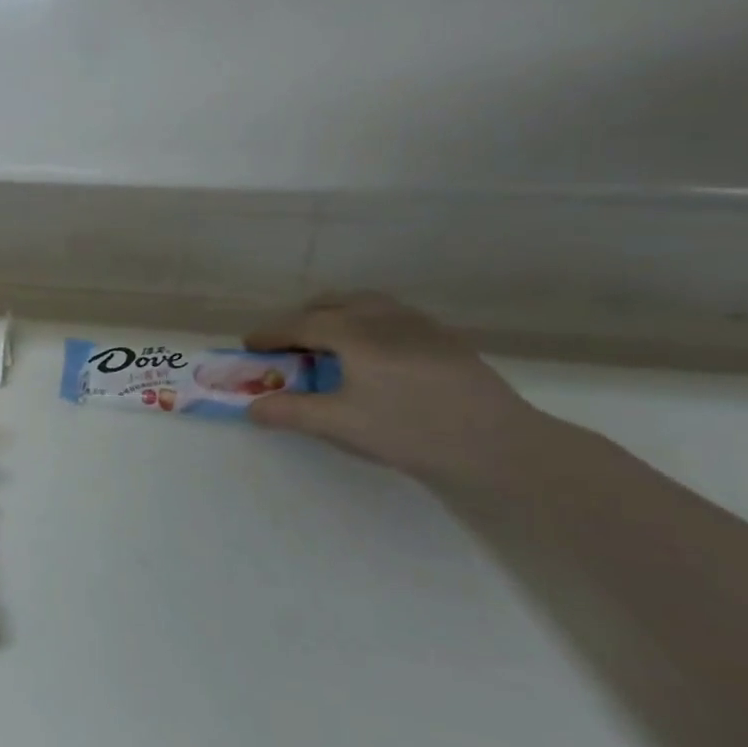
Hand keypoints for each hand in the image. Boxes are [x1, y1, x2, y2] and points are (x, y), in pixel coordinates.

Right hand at [245, 293, 549, 486]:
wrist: (497, 444)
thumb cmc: (409, 430)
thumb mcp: (340, 425)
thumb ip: (291, 412)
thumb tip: (251, 407)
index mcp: (355, 333)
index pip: (301, 323)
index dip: (271, 333)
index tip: (250, 345)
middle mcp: (384, 317)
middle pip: (334, 302)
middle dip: (302, 317)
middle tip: (286, 343)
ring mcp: (419, 324)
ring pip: (366, 304)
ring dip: (336, 315)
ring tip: (327, 343)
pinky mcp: (444, 338)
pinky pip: (391, 316)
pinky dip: (366, 323)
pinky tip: (372, 354)